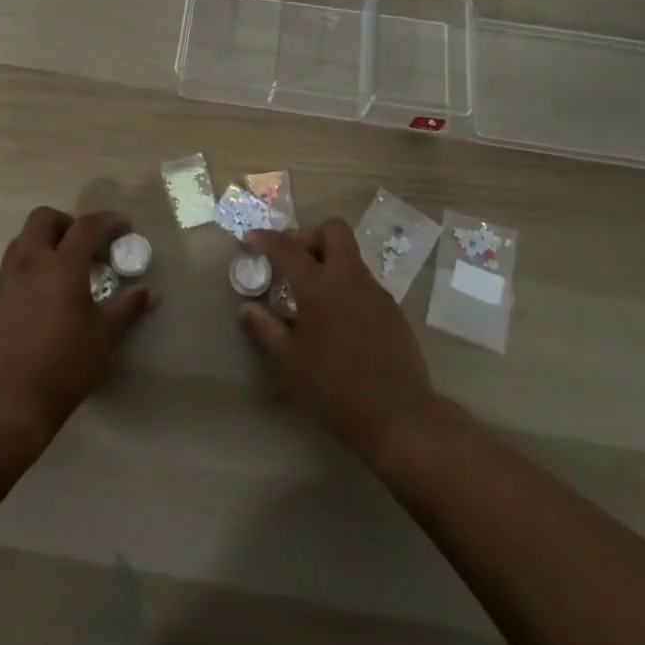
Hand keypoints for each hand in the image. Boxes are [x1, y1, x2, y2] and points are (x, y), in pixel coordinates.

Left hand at [0, 207, 154, 439]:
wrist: (10, 403)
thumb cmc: (66, 365)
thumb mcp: (105, 336)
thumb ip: (128, 308)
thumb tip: (150, 291)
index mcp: (62, 266)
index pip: (87, 226)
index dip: (107, 220)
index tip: (122, 226)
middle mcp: (28, 264)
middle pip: (42, 219)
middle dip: (64, 223)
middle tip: (81, 245)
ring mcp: (1, 283)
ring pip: (18, 245)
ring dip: (40, 248)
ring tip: (56, 275)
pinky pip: (4, 278)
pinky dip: (22, 279)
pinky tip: (32, 308)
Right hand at [239, 219, 439, 461]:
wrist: (398, 414)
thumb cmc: (334, 388)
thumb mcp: (289, 362)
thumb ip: (264, 329)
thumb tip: (246, 308)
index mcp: (319, 286)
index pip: (288, 248)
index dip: (266, 239)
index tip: (251, 238)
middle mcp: (349, 278)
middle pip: (333, 231)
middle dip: (309, 236)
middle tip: (292, 261)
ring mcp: (375, 291)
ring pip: (350, 256)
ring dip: (329, 261)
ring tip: (311, 296)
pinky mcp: (392, 309)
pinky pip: (363, 282)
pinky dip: (345, 286)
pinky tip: (337, 319)